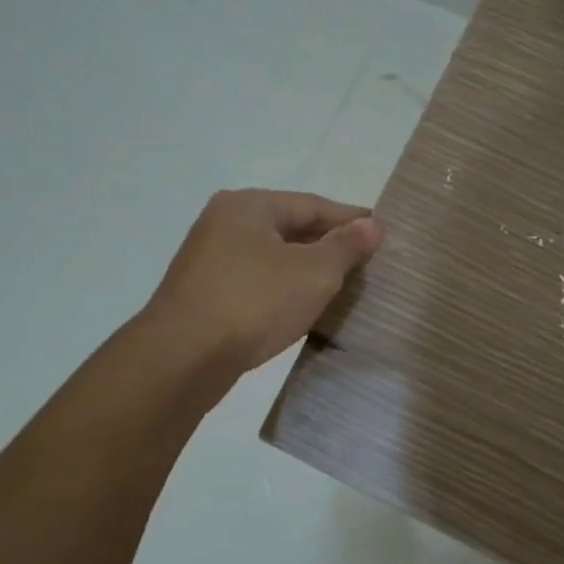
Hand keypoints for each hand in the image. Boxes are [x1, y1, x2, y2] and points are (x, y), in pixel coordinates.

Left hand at [144, 189, 381, 373]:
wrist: (181, 358)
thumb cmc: (254, 303)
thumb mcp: (314, 273)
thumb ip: (345, 246)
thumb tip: (371, 225)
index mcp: (248, 206)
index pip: (312, 204)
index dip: (350, 219)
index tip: (381, 231)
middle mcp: (223, 223)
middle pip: (289, 228)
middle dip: (327, 244)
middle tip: (365, 260)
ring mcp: (208, 260)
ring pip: (271, 257)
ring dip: (305, 269)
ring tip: (340, 285)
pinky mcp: (202, 294)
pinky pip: (255, 282)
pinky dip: (282, 288)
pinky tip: (300, 307)